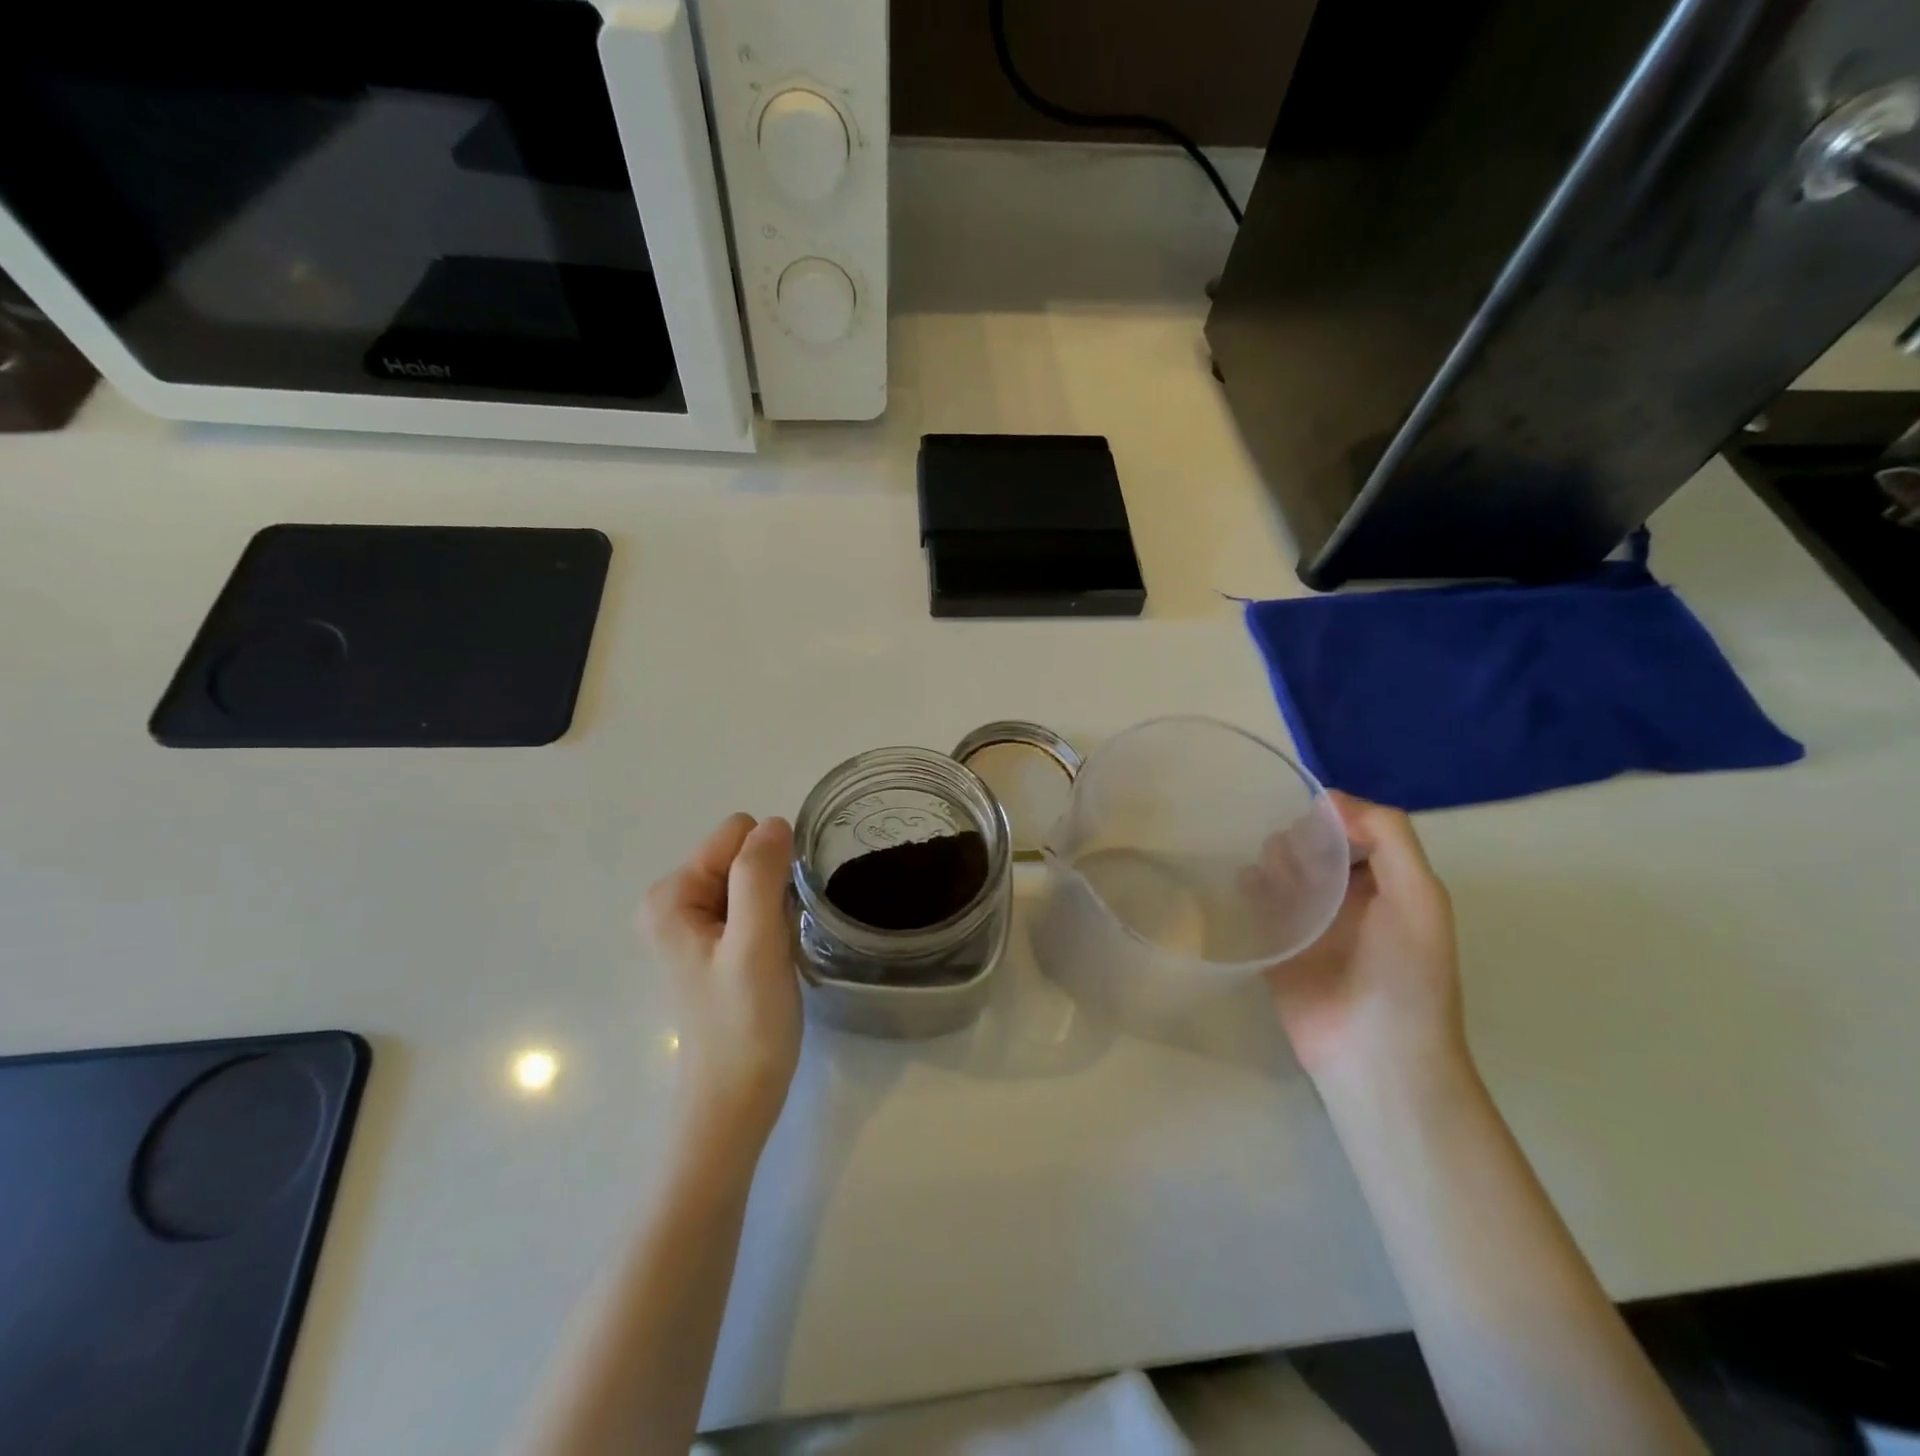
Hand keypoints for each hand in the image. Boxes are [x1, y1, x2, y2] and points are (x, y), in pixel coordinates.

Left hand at [641, 814, 801, 1147]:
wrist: (736, 1099)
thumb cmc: (745, 1023)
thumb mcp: (756, 943)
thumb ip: (760, 876)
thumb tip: (775, 822)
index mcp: (671, 894)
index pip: (737, 834)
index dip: (768, 867)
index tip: (774, 916)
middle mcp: (673, 900)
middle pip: (743, 854)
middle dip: (770, 886)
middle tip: (773, 938)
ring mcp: (692, 923)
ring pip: (753, 878)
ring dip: (773, 906)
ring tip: (772, 951)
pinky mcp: (713, 943)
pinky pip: (752, 903)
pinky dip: (770, 923)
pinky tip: (769, 959)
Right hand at [1264, 793, 1464, 1081]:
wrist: (1373, 1054)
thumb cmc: (1406, 974)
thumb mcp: (1420, 896)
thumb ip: (1389, 837)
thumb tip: (1331, 799)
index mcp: (1386, 883)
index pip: (1353, 830)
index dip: (1333, 817)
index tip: (1311, 816)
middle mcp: (1346, 897)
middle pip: (1312, 846)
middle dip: (1298, 839)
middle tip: (1292, 858)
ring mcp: (1308, 922)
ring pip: (1280, 870)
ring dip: (1271, 860)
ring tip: (1271, 875)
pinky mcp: (1274, 944)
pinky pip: (1254, 903)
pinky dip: (1247, 887)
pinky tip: (1246, 887)